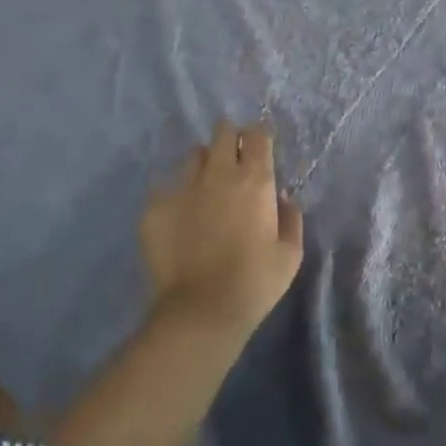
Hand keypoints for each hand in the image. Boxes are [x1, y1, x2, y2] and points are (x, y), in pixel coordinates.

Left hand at [139, 120, 304, 336]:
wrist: (200, 312)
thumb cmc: (254, 283)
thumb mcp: (290, 254)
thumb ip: (291, 218)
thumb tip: (282, 197)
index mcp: (254, 180)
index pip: (257, 134)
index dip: (258, 139)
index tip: (259, 151)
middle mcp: (218, 173)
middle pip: (223, 132)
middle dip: (229, 139)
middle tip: (232, 161)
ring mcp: (183, 187)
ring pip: (193, 156)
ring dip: (203, 165)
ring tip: (205, 188)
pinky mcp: (155, 207)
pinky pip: (166, 188)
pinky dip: (175, 196)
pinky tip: (179, 219)